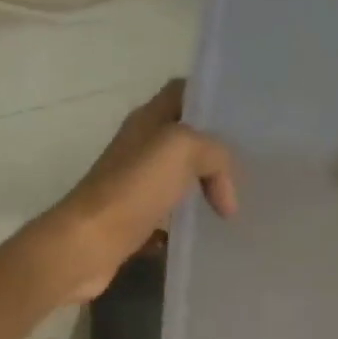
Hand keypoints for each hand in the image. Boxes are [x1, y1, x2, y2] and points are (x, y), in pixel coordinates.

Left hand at [34, 79, 237, 303]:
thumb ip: (215, 154)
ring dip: (202, 192)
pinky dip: (183, 228)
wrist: (86, 245)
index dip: (211, 99)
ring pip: (176, 182)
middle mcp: (137, 150)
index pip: (182, 93)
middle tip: (250, 170)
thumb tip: (226, 193)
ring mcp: (132, 188)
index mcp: (146, 121)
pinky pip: (165, 221)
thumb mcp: (182, 149)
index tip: (245, 119)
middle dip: (214, 154)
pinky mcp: (130, 224)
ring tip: (236, 205)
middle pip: (183, 141)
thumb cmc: (132, 189)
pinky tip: (204, 238)